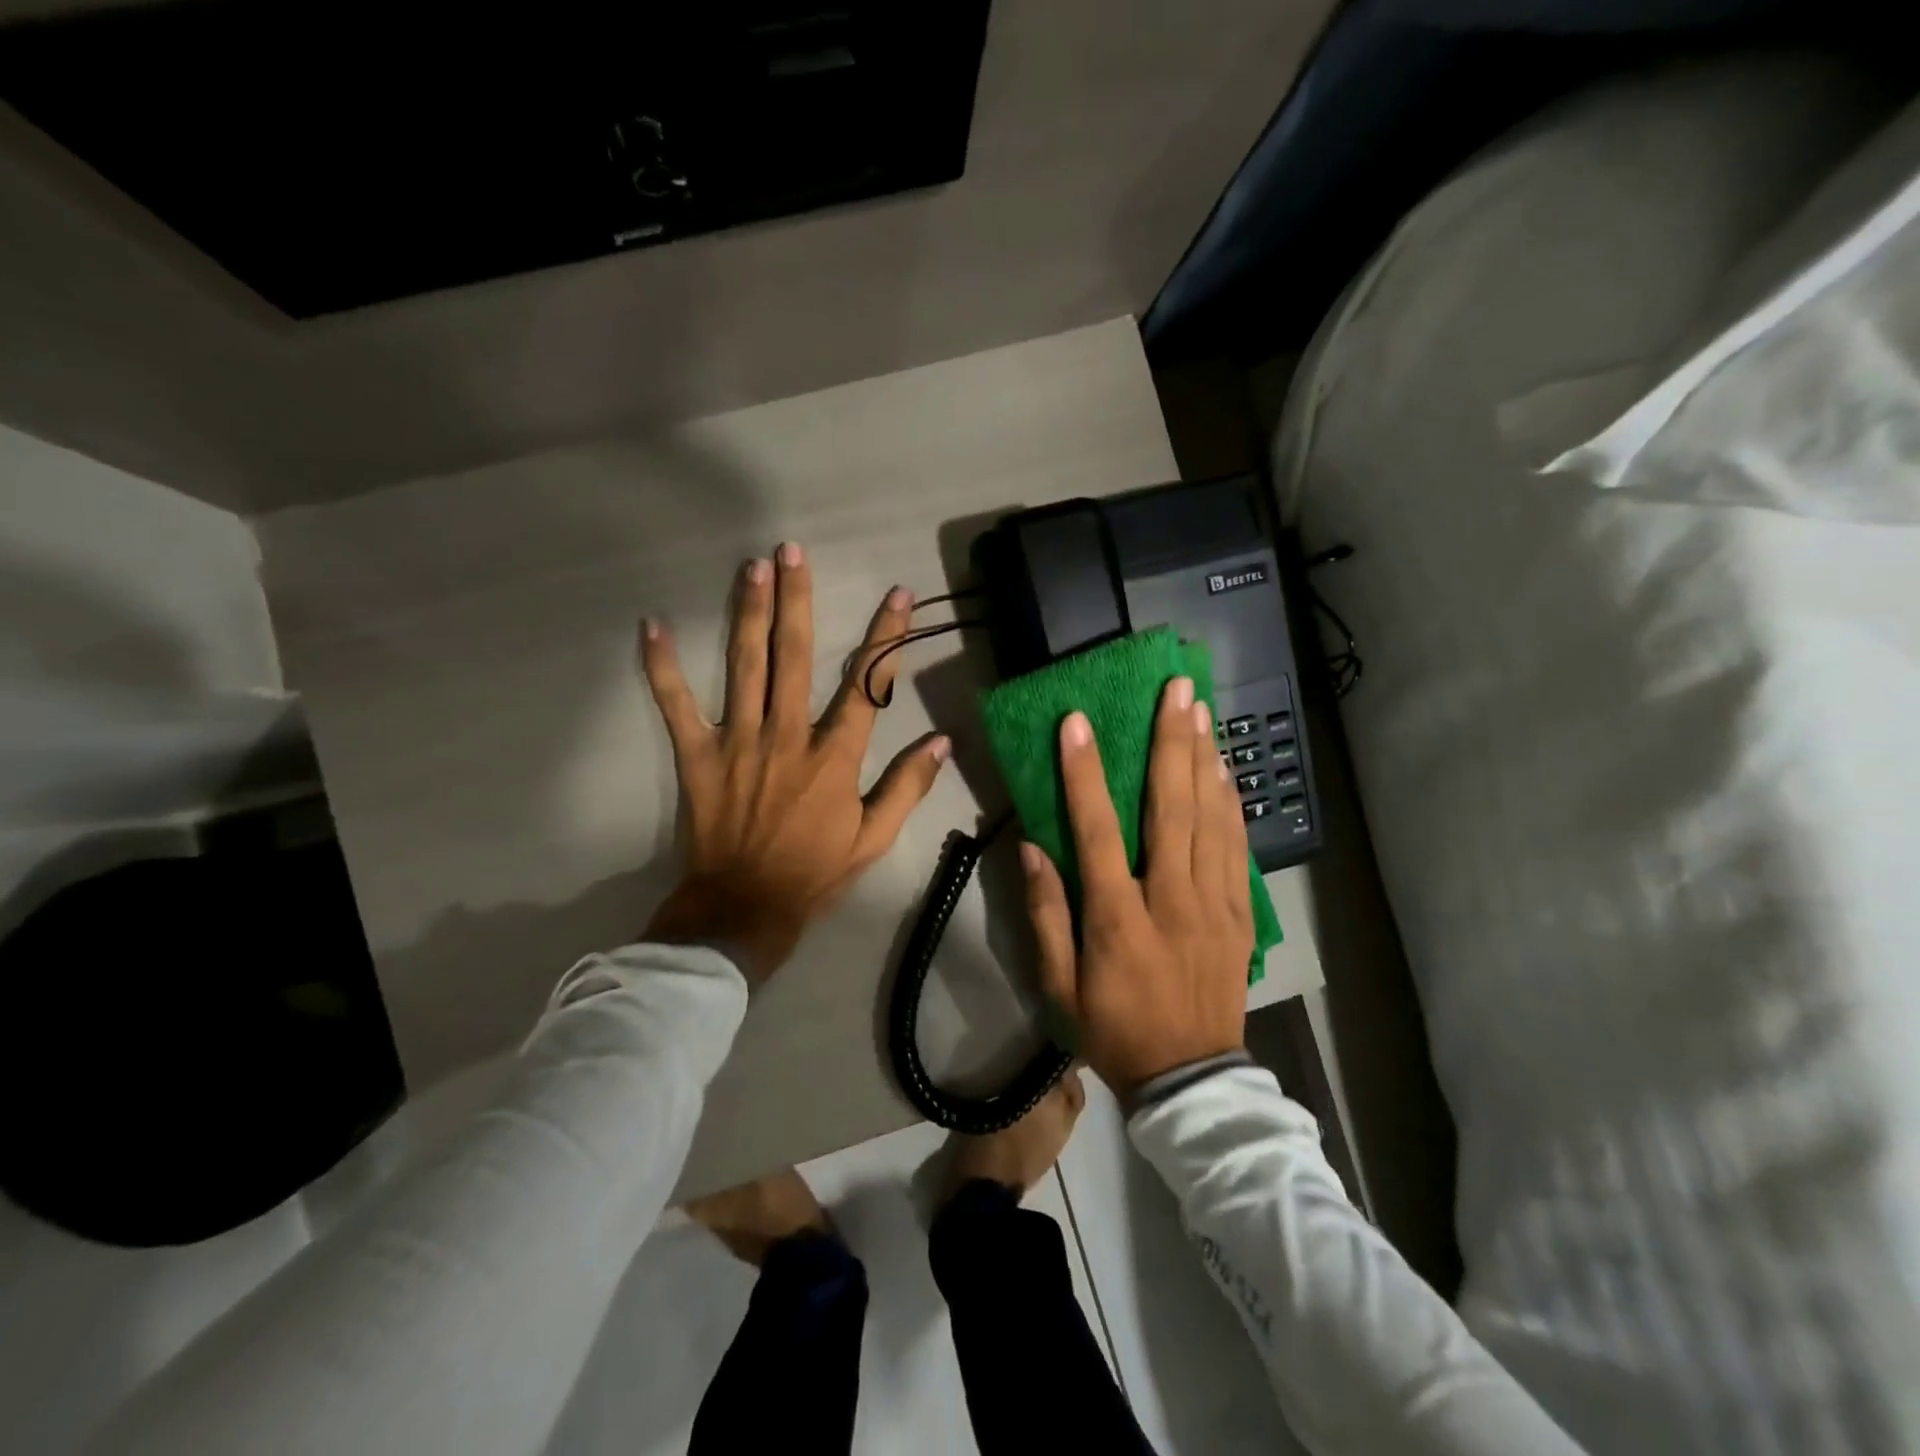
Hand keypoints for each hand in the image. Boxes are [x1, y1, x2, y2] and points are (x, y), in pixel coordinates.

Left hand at [640, 544, 949, 982]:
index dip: (885, 637)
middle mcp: (788, 737)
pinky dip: (662, 667)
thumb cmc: (815, 873)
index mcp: (834, 757)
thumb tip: (942, 742)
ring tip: (751, 566)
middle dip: (797, 600)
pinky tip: (652, 626)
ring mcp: (739, 742)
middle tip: (792, 550)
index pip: (867, 685)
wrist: (745, 909)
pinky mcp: (699, 756)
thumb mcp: (875, 838)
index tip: (898, 595)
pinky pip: (677, 706)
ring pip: (745, 667)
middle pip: (795, 657)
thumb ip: (908, 787)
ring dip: (748, 613)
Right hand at [1024, 679, 1253, 1096]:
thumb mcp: (1060, 986)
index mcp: (1119, 918)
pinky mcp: (1240, 913)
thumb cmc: (1114, 1030)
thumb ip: (1045, 914)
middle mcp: (1172, 899)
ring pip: (1212, 818)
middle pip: (1171, 808)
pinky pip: (1237, 846)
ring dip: (1205, 759)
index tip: (1078, 723)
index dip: (1084, 774)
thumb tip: (1033, 847)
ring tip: (1201, 711)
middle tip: (1176, 689)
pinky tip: (1224, 769)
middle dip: (1171, 742)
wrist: (1191, 1079)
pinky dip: (1230, 802)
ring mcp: (1214, 904)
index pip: (1098, 833)